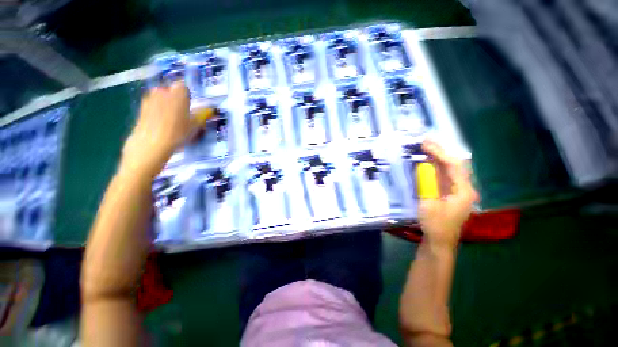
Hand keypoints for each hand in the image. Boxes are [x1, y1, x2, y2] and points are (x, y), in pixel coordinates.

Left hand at [122, 81, 211, 177]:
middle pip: (171, 91)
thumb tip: (209, 110)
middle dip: (175, 99)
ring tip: (170, 120)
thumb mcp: (195, 126)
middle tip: (182, 114)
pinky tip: (160, 124)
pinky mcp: (141, 107)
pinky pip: (153, 105)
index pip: (183, 86)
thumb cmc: (178, 133)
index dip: (187, 95)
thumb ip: (202, 115)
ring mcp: (150, 99)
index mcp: (178, 94)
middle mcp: (162, 92)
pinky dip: (157, 111)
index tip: (190, 105)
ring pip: (161, 97)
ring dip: (166, 104)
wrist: (152, 144)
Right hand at [419, 140, 478, 248]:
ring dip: (437, 158)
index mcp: (464, 191)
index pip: (453, 166)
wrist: (439, 243)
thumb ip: (427, 184)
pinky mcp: (449, 194)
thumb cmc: (435, 225)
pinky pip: (443, 176)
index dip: (439, 153)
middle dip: (440, 152)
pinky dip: (435, 167)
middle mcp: (464, 188)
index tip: (425, 144)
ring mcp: (457, 191)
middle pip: (454, 165)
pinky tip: (427, 162)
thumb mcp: (428, 204)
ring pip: (449, 170)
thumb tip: (422, 166)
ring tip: (425, 147)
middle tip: (426, 141)